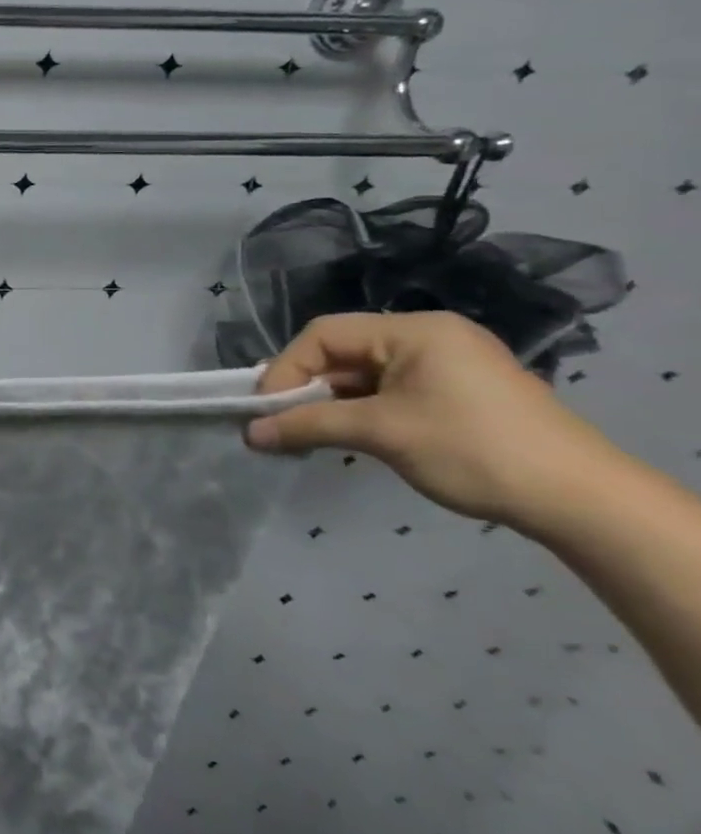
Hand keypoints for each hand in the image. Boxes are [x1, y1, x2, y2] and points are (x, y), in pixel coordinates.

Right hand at [247, 311, 617, 527]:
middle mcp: (429, 336)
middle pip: (342, 352)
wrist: (583, 502)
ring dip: (330, 403)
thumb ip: (308, 425)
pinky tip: (347, 435)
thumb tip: (250, 434)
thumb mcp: (381, 433)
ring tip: (306, 434)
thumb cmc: (473, 450)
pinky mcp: (458, 392)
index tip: (264, 409)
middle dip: (305, 388)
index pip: (323, 335)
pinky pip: (389, 390)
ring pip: (363, 374)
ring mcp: (447, 364)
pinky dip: (360, 410)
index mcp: (415, 330)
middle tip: (278, 423)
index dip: (285, 369)